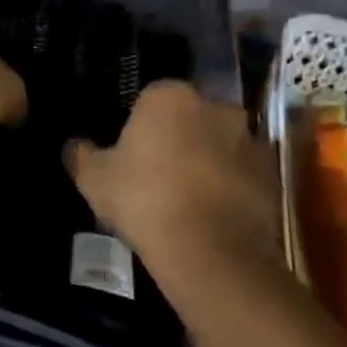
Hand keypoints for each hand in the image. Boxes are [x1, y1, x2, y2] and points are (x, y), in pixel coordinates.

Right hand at [65, 81, 283, 290]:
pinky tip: (213, 215)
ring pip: (220, 144)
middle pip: (190, 117)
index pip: (150, 99)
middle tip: (159, 175)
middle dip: (179, 138)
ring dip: (208, 161)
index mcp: (169, 96)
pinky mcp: (273, 174)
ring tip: (189, 199)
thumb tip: (73, 146)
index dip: (140, 127)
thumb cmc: (144, 200)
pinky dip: (232, 187)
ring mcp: (250, 139)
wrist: (210, 249)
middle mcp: (215, 106)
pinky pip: (244, 173)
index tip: (131, 155)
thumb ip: (81, 155)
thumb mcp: (94, 179)